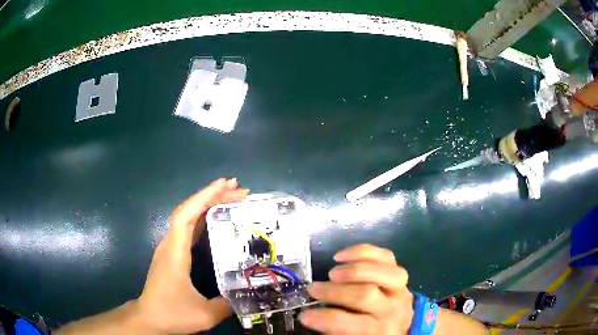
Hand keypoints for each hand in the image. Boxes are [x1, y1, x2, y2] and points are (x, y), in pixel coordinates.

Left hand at [136, 178, 248, 333]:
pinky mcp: (172, 254)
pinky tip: (216, 219)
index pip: (186, 215)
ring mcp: (170, 248)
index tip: (225, 185)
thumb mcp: (204, 315)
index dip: (204, 197)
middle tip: (238, 190)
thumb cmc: (171, 313)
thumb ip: (227, 304)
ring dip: (207, 204)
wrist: (148, 318)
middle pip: (188, 211)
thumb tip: (247, 293)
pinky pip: (187, 229)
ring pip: (187, 218)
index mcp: (175, 252)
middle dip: (211, 196)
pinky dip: (202, 218)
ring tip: (231, 198)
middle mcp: (170, 244)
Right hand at [299, 244, 413, 334]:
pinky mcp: (399, 271)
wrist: (403, 324)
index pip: (350, 323)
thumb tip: (310, 314)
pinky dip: (362, 252)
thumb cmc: (372, 332)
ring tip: (331, 273)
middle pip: (365, 295)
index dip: (323, 318)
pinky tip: (341, 256)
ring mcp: (400, 287)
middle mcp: (393, 308)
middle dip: (333, 291)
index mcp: (379, 330)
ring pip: (380, 273)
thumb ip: (334, 328)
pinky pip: (386, 256)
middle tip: (312, 289)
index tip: (304, 315)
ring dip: (352, 271)